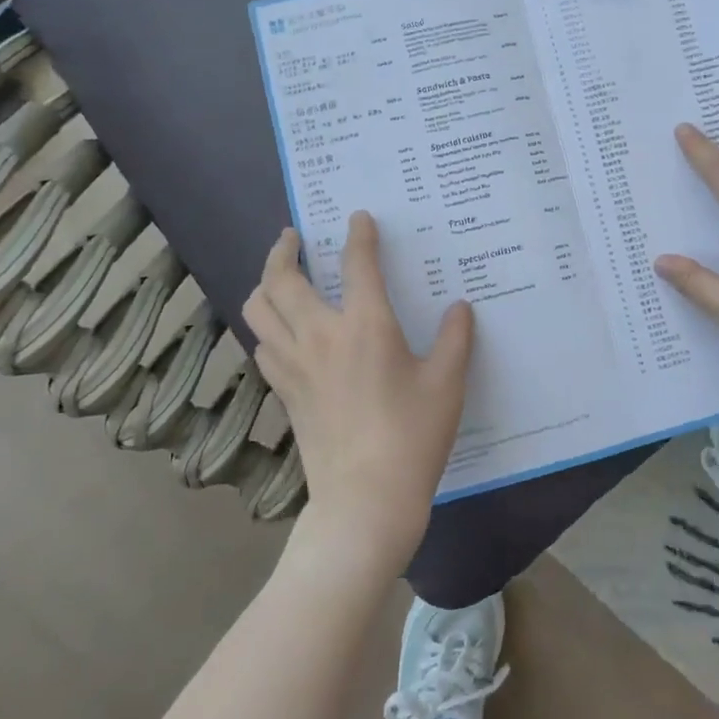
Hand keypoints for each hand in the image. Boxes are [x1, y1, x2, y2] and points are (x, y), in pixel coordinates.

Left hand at [243, 212, 474, 574]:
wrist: (365, 500)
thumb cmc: (413, 437)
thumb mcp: (447, 384)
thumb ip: (456, 339)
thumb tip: (460, 307)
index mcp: (365, 326)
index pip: (358, 264)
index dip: (359, 235)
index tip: (358, 218)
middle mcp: (320, 336)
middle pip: (282, 280)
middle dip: (283, 250)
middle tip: (292, 236)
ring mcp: (294, 365)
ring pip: (258, 310)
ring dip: (265, 284)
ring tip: (278, 276)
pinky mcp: (284, 392)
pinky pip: (262, 344)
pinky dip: (266, 325)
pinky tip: (280, 329)